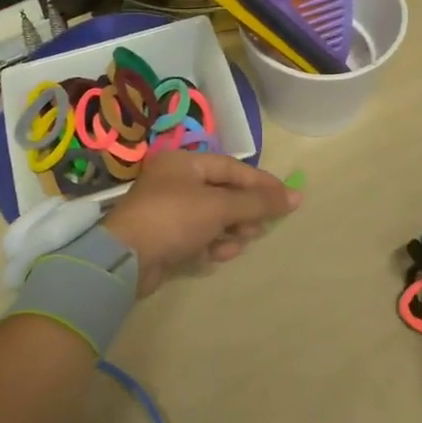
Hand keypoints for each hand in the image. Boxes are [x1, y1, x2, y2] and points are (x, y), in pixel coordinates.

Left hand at [104, 152, 299, 297]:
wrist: (125, 259)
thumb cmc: (174, 218)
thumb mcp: (220, 206)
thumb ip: (258, 202)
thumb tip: (296, 196)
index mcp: (184, 163)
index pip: (231, 168)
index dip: (261, 182)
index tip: (287, 198)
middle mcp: (175, 182)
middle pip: (223, 192)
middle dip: (246, 209)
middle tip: (263, 224)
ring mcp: (168, 211)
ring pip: (213, 216)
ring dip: (232, 228)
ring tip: (245, 239)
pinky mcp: (165, 238)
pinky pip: (199, 236)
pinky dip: (214, 243)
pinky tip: (223, 254)